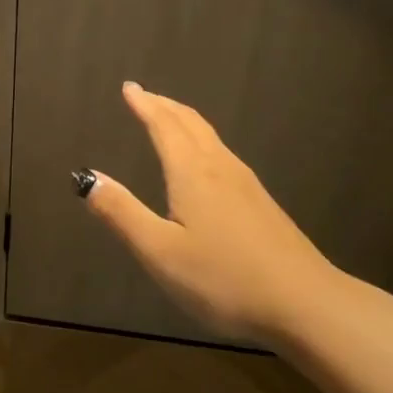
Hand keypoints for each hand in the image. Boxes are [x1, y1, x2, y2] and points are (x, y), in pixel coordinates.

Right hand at [80, 82, 341, 343]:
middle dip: (164, 106)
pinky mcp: (261, 203)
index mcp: (192, 173)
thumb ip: (121, 213)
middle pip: (190, 123)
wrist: (305, 304)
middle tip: (143, 95)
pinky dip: (201, 141)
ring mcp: (246, 184)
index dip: (144, 105)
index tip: (129, 88)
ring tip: (168, 119)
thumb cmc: (224, 280)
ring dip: (184, 121)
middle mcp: (220, 168)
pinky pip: (222, 154)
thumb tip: (86, 177)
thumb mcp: (160, 252)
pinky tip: (204, 161)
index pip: (164, 126)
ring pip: (210, 137)